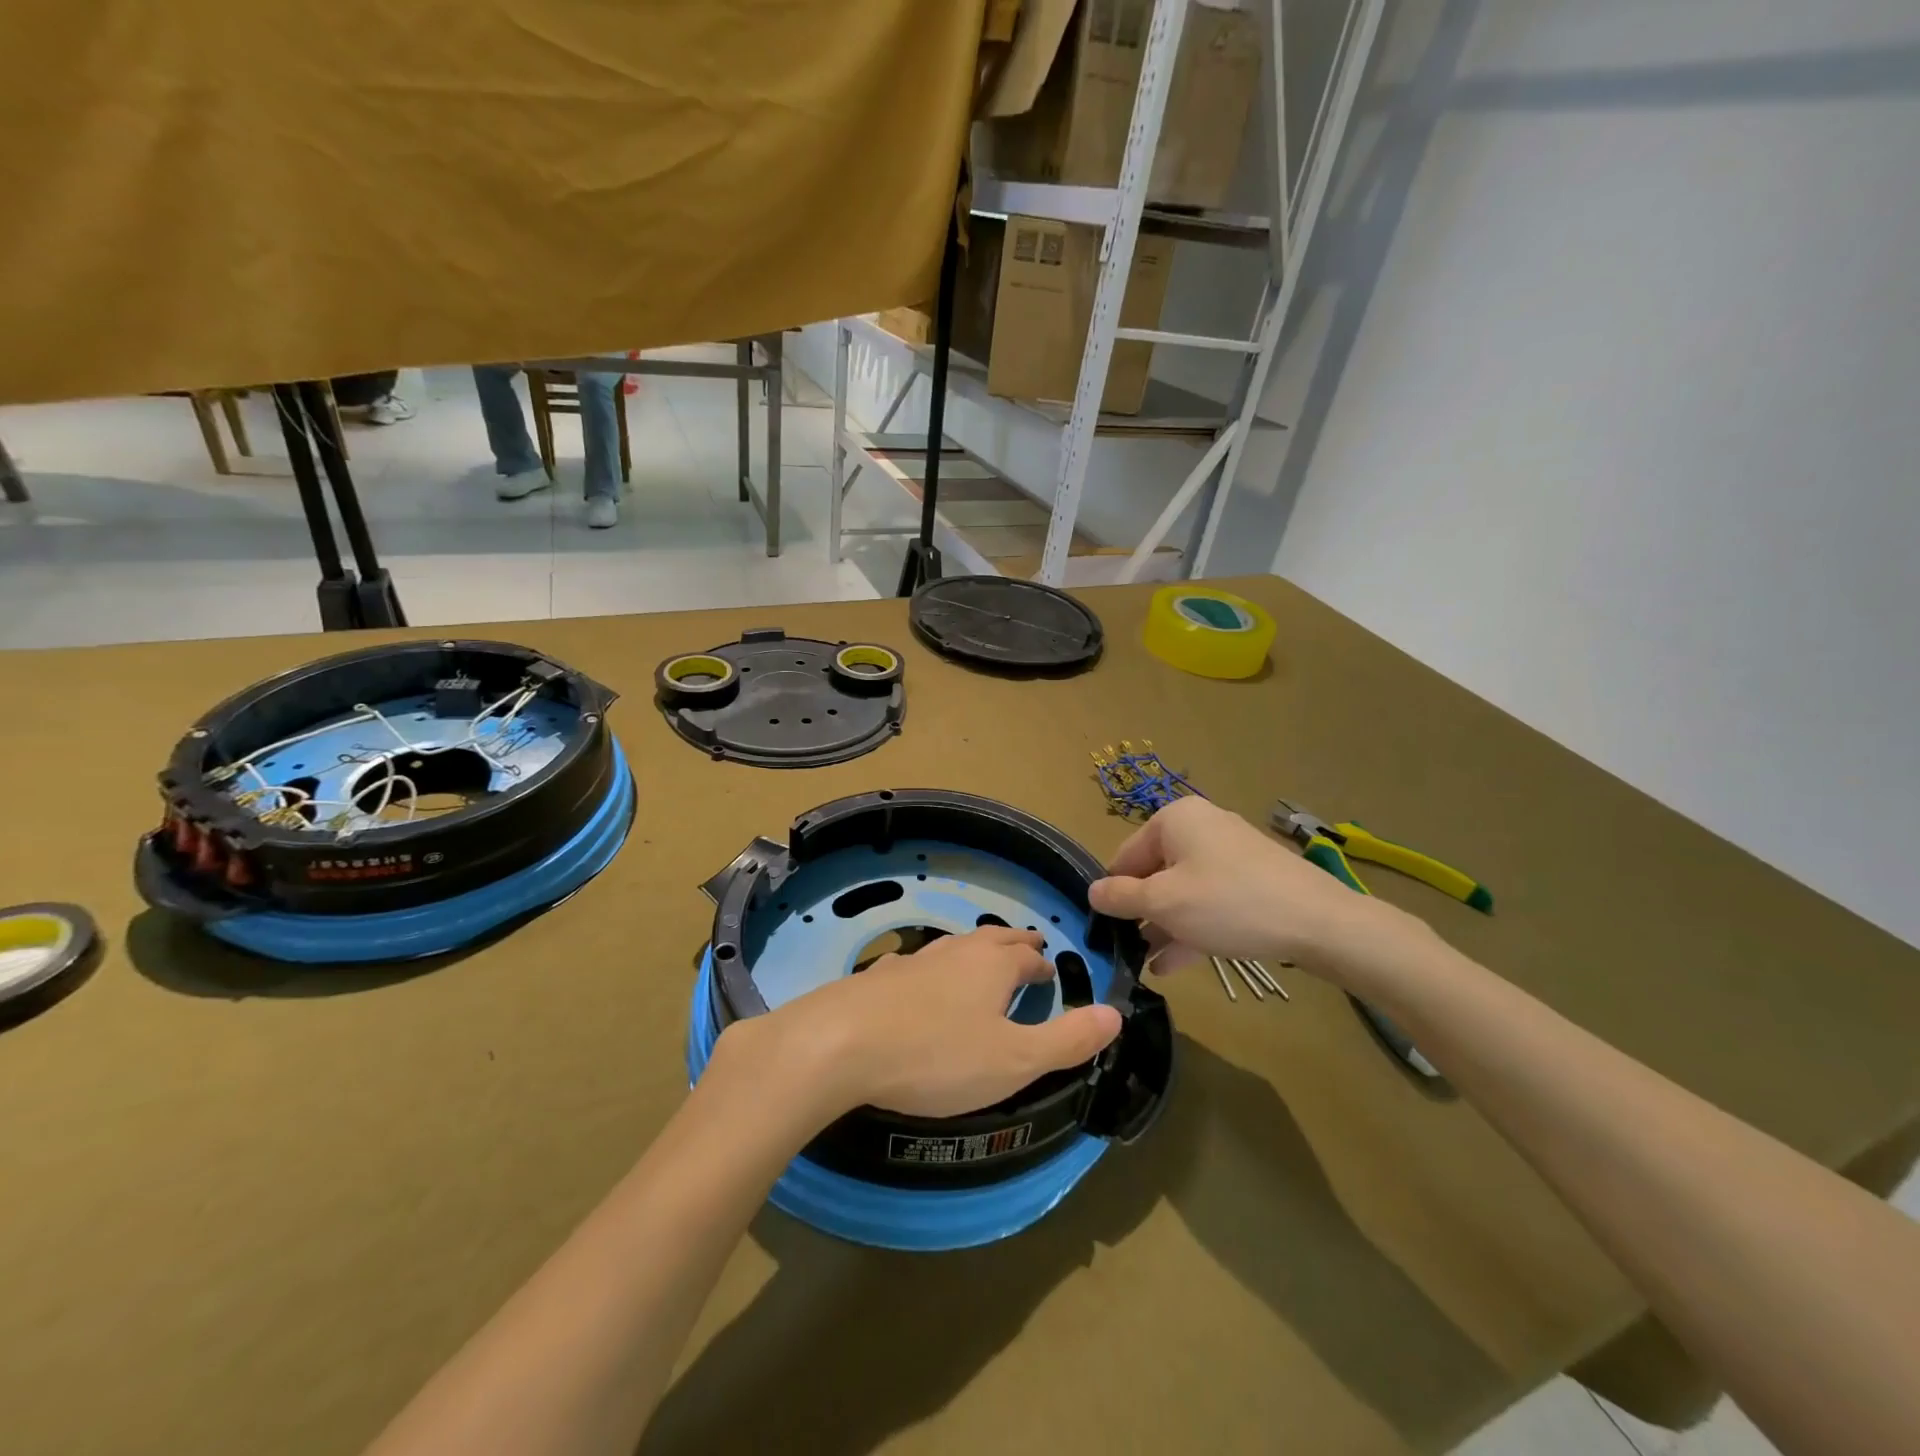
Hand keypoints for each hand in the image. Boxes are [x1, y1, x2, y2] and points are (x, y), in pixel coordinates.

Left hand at [739, 927, 1122, 1121]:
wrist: (840, 1044)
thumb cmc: (937, 1055)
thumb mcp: (1014, 1060)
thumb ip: (1066, 1040)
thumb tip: (1116, 1014)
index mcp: (992, 965)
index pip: (1027, 956)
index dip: (1041, 964)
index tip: (1049, 974)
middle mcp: (955, 953)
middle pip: (992, 940)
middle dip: (1014, 946)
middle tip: (1027, 952)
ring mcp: (913, 961)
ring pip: (955, 949)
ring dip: (974, 955)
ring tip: (981, 967)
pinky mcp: (878, 979)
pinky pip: (919, 967)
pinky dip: (934, 973)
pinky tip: (922, 987)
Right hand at [1088, 797, 1417, 984]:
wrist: (1319, 923)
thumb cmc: (1228, 903)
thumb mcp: (1163, 903)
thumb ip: (1120, 897)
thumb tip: (1092, 892)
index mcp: (1175, 820)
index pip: (1125, 856)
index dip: (1112, 893)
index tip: (1103, 929)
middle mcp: (1201, 828)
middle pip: (1155, 874)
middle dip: (1140, 914)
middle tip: (1126, 951)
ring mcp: (1230, 854)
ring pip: (1182, 891)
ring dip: (1163, 927)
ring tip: (1146, 965)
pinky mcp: (1252, 880)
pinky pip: (1209, 901)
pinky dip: (1191, 927)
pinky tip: (1174, 964)